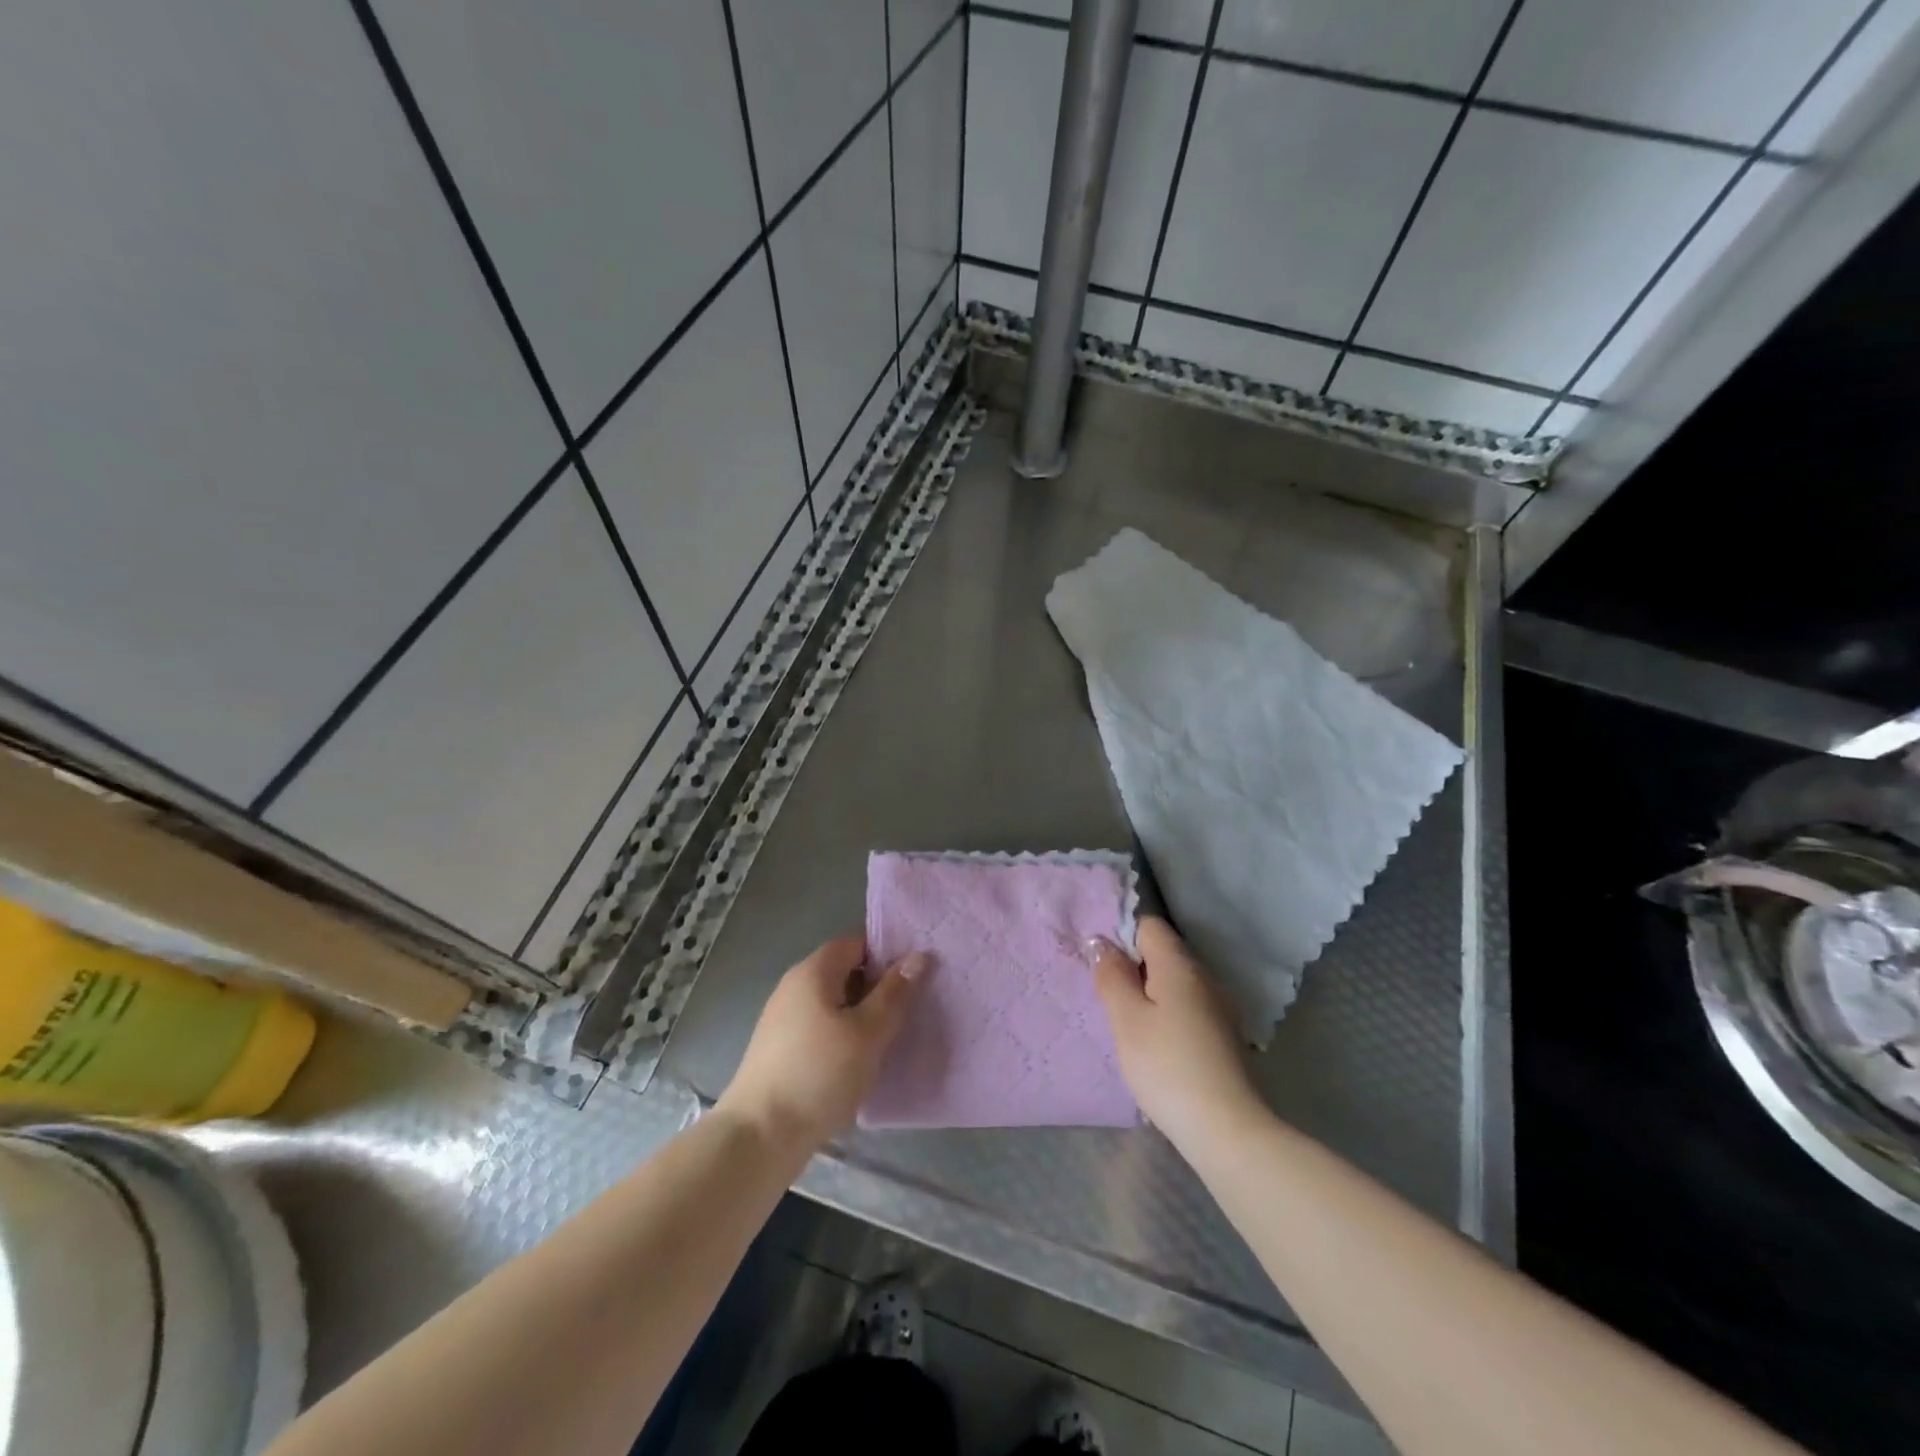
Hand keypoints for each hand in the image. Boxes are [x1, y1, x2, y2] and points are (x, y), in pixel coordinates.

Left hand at [717, 935, 927, 1151]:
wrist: (760, 1135)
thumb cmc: (820, 1074)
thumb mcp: (868, 1032)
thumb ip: (894, 992)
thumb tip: (918, 956)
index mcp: (814, 971)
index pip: (857, 942)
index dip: (888, 952)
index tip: (916, 973)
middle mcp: (795, 985)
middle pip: (845, 971)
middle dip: (878, 986)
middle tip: (911, 1007)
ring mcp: (784, 1017)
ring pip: (835, 1002)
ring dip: (862, 1014)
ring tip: (892, 1035)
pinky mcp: (781, 1047)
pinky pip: (822, 1026)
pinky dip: (844, 1034)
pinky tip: (861, 1060)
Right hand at [1090, 917, 1261, 1150]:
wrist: (1226, 1130)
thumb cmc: (1167, 1067)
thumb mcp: (1126, 1020)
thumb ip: (1111, 976)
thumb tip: (1100, 942)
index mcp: (1180, 965)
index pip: (1148, 925)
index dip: (1120, 935)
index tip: (1100, 964)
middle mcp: (1204, 977)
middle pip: (1162, 952)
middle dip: (1132, 966)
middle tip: (1106, 997)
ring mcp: (1218, 1007)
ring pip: (1174, 982)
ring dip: (1147, 993)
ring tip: (1125, 1023)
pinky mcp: (1222, 1035)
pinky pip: (1186, 1007)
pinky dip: (1165, 1014)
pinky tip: (1154, 1044)